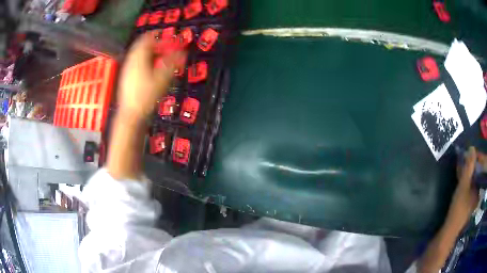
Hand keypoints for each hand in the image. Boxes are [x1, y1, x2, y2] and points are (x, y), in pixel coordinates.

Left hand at [118, 32, 186, 118]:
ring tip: (162, 59)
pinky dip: (146, 61)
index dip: (159, 35)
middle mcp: (131, 59)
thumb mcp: (162, 78)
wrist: (130, 114)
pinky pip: (136, 62)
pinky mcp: (126, 76)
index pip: (148, 38)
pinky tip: (152, 69)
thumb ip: (172, 62)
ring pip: (139, 53)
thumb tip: (183, 52)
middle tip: (167, 49)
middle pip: (143, 45)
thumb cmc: (146, 95)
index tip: (169, 38)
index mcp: (138, 56)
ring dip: (151, 53)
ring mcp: (127, 68)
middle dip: (156, 44)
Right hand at [449, 147, 479, 228]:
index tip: (469, 153)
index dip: (476, 160)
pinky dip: (464, 184)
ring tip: (461, 168)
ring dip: (467, 175)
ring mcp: (471, 203)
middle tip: (464, 159)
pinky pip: (467, 190)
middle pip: (475, 177)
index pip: (480, 171)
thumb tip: (472, 147)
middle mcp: (477, 196)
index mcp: (479, 191)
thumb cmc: (459, 207)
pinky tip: (459, 181)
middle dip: (470, 167)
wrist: (449, 231)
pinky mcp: (465, 208)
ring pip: (471, 184)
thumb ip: (469, 167)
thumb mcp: (464, 185)